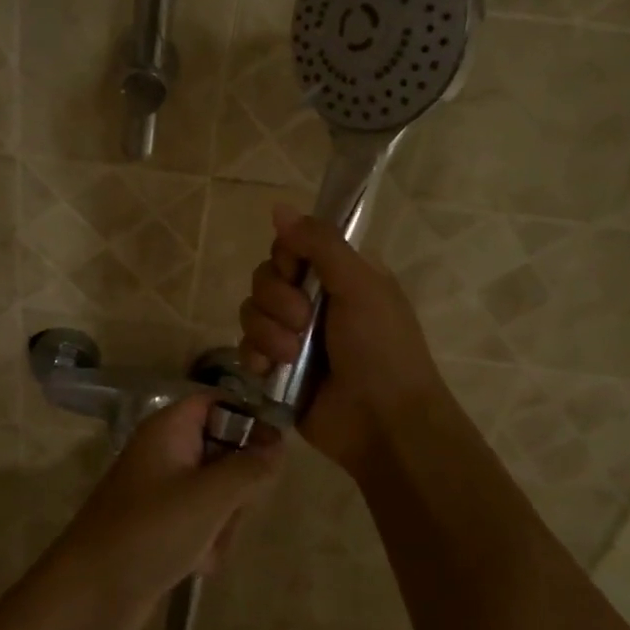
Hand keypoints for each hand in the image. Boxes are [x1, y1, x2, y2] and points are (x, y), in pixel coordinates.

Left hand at [52, 396, 280, 629]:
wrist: (92, 594)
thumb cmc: (151, 530)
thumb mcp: (210, 496)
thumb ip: (250, 466)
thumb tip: (278, 442)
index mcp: (169, 429)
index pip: (217, 402)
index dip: (248, 418)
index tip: (274, 449)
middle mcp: (165, 452)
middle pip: (223, 450)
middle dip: (237, 485)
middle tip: (232, 508)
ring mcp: (162, 491)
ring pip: (218, 492)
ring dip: (224, 521)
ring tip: (208, 544)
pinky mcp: (161, 525)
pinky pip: (202, 522)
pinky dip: (206, 542)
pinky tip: (197, 565)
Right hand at [238, 204, 446, 477]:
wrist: (383, 423)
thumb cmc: (381, 349)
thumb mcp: (360, 286)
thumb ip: (320, 244)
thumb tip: (279, 207)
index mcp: (340, 276)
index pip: (291, 247)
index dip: (287, 257)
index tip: (297, 272)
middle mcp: (314, 301)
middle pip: (266, 277)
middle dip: (277, 300)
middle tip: (303, 322)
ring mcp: (293, 336)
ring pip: (251, 312)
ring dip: (269, 333)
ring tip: (293, 356)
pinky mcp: (277, 369)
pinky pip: (246, 348)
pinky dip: (256, 357)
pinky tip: (272, 370)